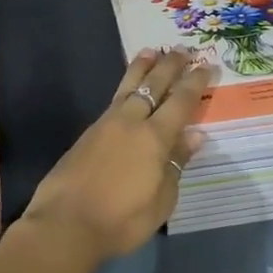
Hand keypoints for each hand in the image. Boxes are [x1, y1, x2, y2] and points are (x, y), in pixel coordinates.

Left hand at [20, 48, 209, 266]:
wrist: (66, 224)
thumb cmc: (121, 219)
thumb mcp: (161, 200)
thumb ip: (176, 163)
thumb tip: (194, 135)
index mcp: (154, 137)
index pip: (181, 102)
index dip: (195, 82)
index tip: (206, 65)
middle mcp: (131, 121)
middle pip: (153, 85)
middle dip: (170, 66)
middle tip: (181, 48)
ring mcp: (106, 124)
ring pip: (128, 86)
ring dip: (142, 68)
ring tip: (150, 51)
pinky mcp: (88, 133)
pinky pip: (114, 100)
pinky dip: (125, 86)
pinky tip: (127, 90)